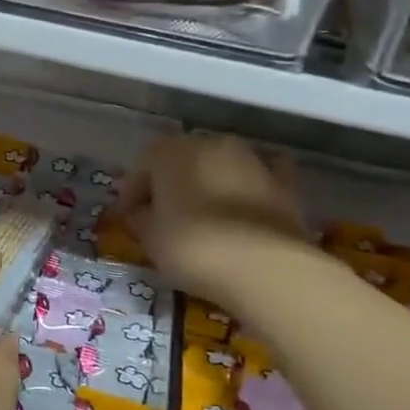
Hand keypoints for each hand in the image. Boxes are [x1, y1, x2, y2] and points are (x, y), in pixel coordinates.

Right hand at [113, 134, 312, 315]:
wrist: (263, 266)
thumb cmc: (192, 245)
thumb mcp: (149, 236)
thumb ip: (140, 218)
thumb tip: (141, 213)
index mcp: (172, 150)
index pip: (143, 164)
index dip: (132, 192)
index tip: (125, 218)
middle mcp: (212, 143)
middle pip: (182, 161)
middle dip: (170, 184)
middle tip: (161, 215)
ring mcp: (252, 160)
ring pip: (220, 167)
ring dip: (208, 185)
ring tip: (202, 218)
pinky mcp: (284, 184)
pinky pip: (259, 180)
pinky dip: (250, 190)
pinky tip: (244, 208)